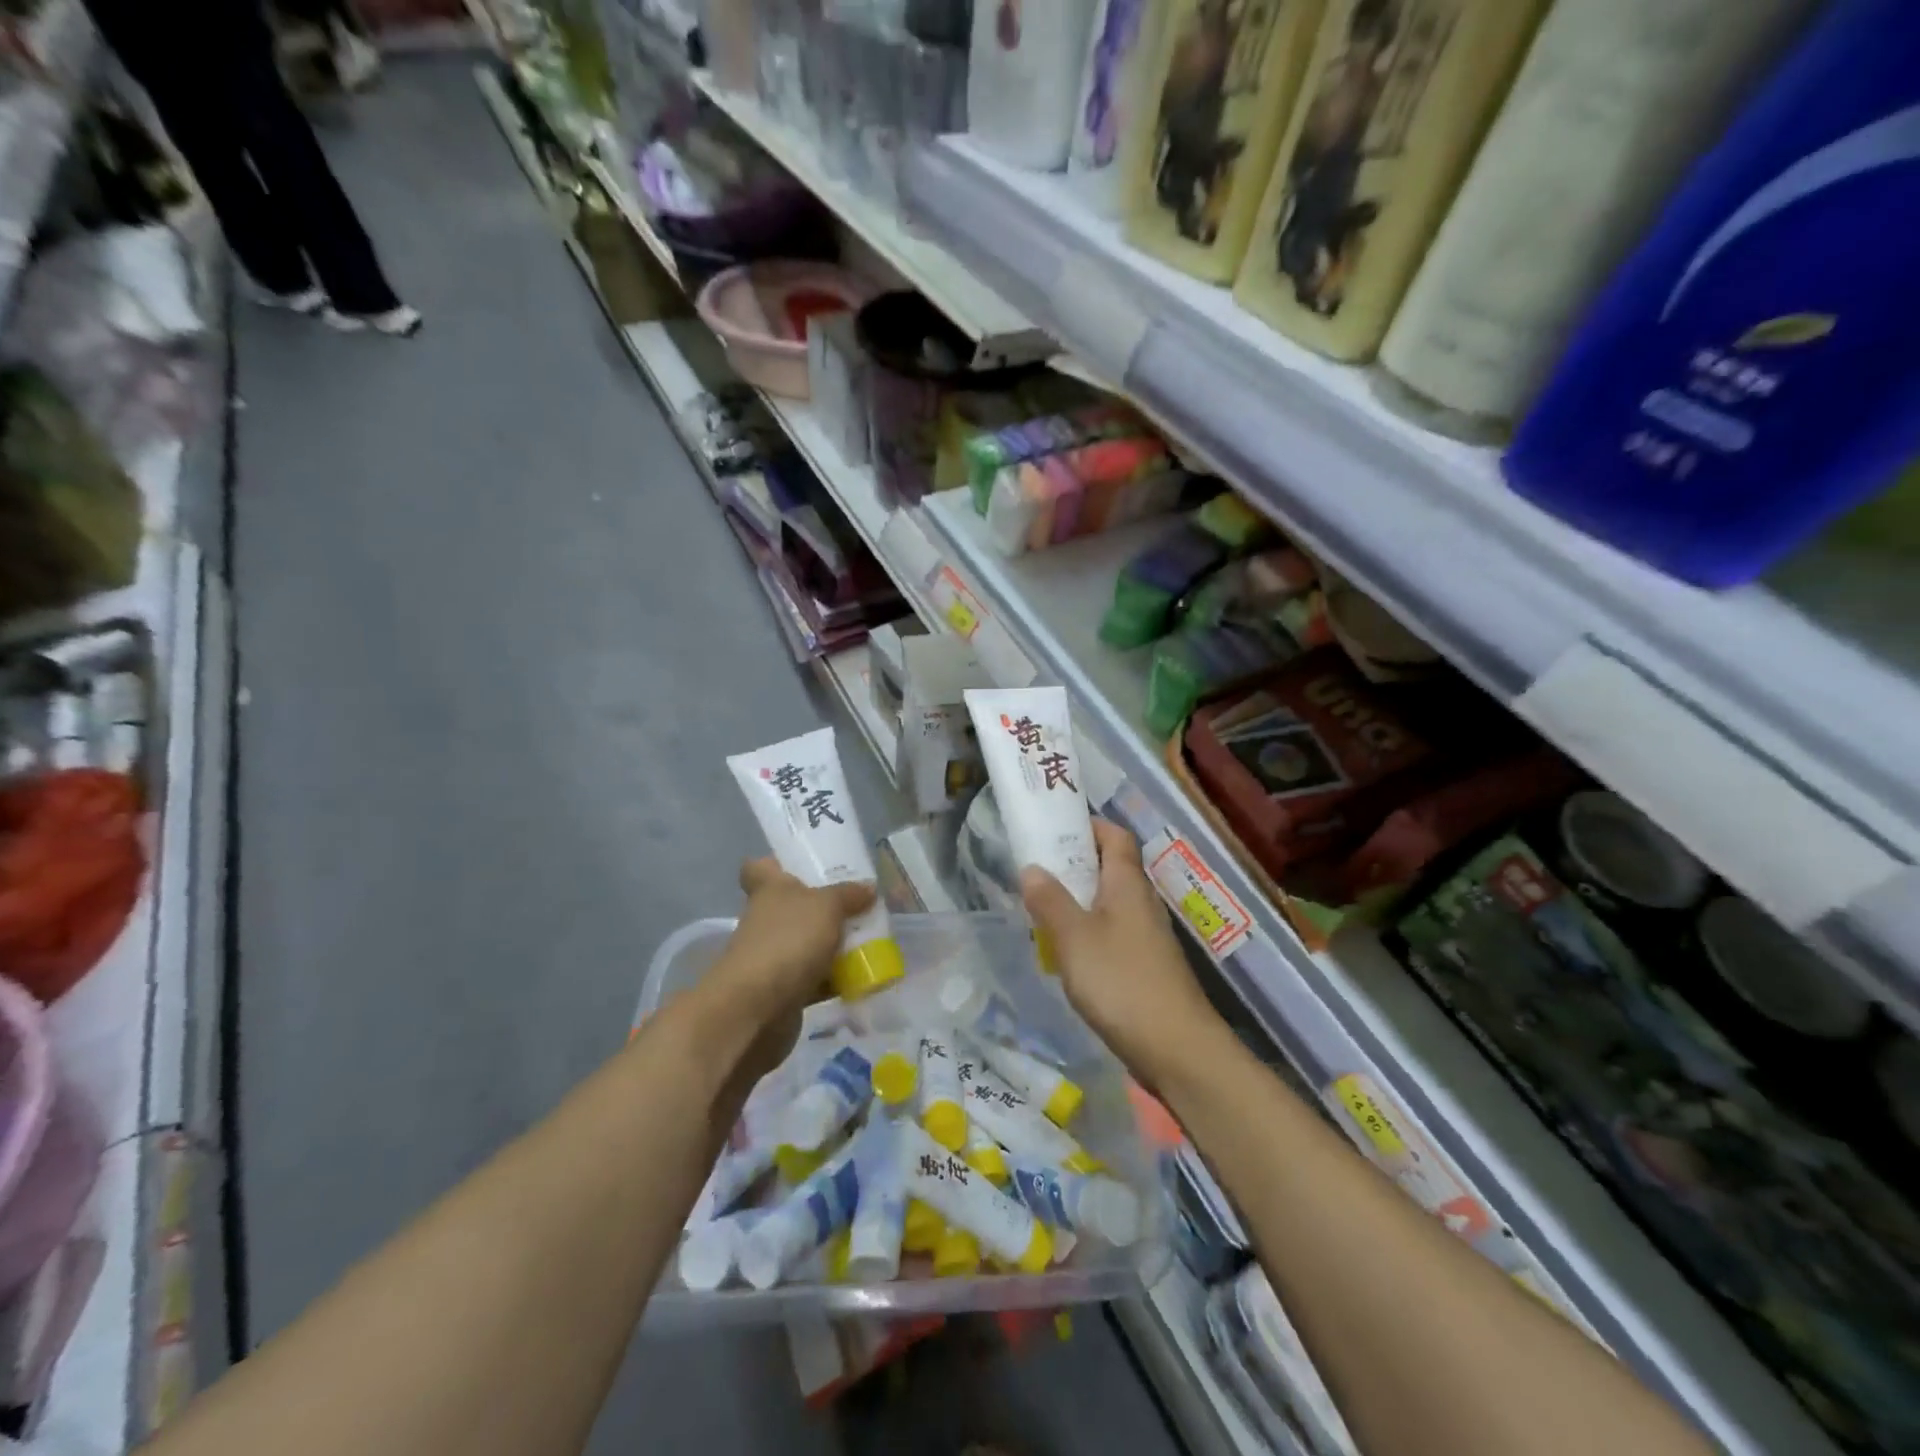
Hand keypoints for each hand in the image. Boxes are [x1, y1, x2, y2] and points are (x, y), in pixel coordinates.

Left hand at [698, 858, 875, 1082]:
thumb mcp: (827, 907)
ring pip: (807, 944)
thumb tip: (869, 888)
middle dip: (825, 908)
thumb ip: (849, 895)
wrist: (755, 1011)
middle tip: (861, 906)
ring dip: (834, 946)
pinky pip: (815, 980)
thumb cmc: (787, 942)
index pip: (760, 867)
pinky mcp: (783, 992)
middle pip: (794, 907)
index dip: (778, 863)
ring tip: (874, 942)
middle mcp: (767, 920)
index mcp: (770, 890)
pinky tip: (864, 978)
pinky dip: (836, 980)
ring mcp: (773, 957)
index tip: (806, 867)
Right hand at [1021, 819, 1223, 1087]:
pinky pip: (1112, 932)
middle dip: (1074, 864)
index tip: (1052, 830)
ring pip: (1109, 902)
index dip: (1087, 826)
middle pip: (1110, 867)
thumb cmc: (1121, 981)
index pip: (1115, 835)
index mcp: (1127, 883)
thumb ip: (1050, 900)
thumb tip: (1031, 867)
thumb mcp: (1074, 937)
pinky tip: (1067, 952)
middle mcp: (1141, 901)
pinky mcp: (1145, 964)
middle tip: (1035, 871)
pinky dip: (1088, 931)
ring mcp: (1146, 935)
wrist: (1176, 1047)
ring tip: (1041, 910)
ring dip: (1078, 900)